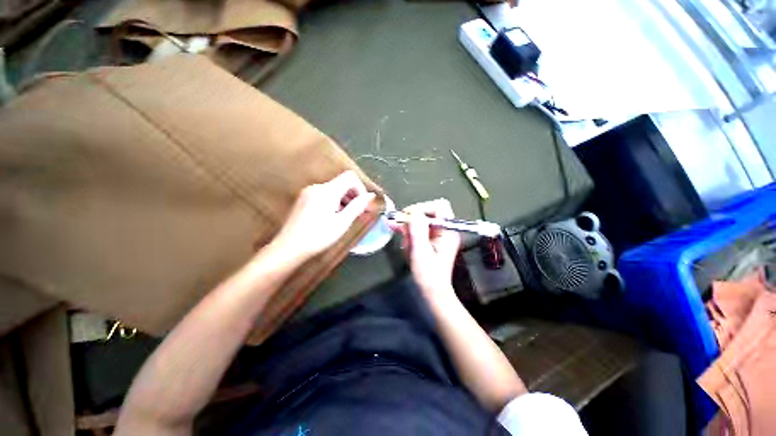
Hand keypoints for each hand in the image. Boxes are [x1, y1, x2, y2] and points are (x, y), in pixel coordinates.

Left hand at [272, 171, 375, 262]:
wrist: (289, 248)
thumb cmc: (318, 237)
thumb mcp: (342, 223)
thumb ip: (358, 206)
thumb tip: (370, 195)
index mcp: (327, 191)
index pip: (350, 177)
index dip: (360, 189)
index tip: (363, 205)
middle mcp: (317, 187)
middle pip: (342, 182)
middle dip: (353, 195)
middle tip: (358, 213)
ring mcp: (308, 192)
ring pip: (333, 189)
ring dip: (344, 200)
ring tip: (346, 217)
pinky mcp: (303, 199)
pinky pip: (324, 194)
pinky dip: (334, 202)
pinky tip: (332, 217)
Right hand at [393, 199, 461, 296]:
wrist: (432, 292)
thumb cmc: (428, 275)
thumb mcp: (421, 252)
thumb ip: (418, 230)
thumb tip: (414, 210)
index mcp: (448, 231)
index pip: (438, 207)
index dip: (422, 207)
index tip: (408, 216)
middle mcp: (444, 230)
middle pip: (427, 213)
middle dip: (412, 222)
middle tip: (401, 231)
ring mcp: (437, 235)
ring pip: (420, 222)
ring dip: (409, 231)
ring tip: (406, 246)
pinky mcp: (430, 240)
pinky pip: (418, 231)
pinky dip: (409, 236)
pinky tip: (406, 246)